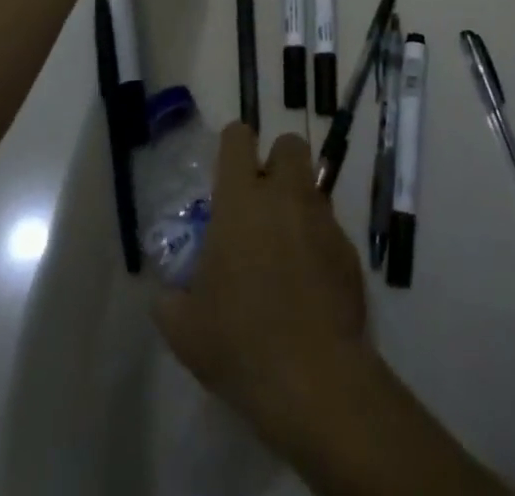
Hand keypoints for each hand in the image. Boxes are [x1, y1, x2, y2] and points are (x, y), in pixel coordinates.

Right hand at [153, 128, 368, 439]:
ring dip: (298, 203)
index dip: (233, 145)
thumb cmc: (239, 342)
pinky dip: (318, 243)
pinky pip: (330, 228)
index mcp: (240, 200)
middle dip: (277, 162)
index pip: (238, 138)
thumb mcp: (185, 329)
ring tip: (284, 247)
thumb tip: (166, 293)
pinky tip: (308, 283)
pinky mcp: (348, 248)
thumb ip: (171, 300)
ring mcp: (321, 218)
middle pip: (289, 144)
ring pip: (312, 186)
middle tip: (262, 200)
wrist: (312, 376)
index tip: (227, 171)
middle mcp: (284, 195)